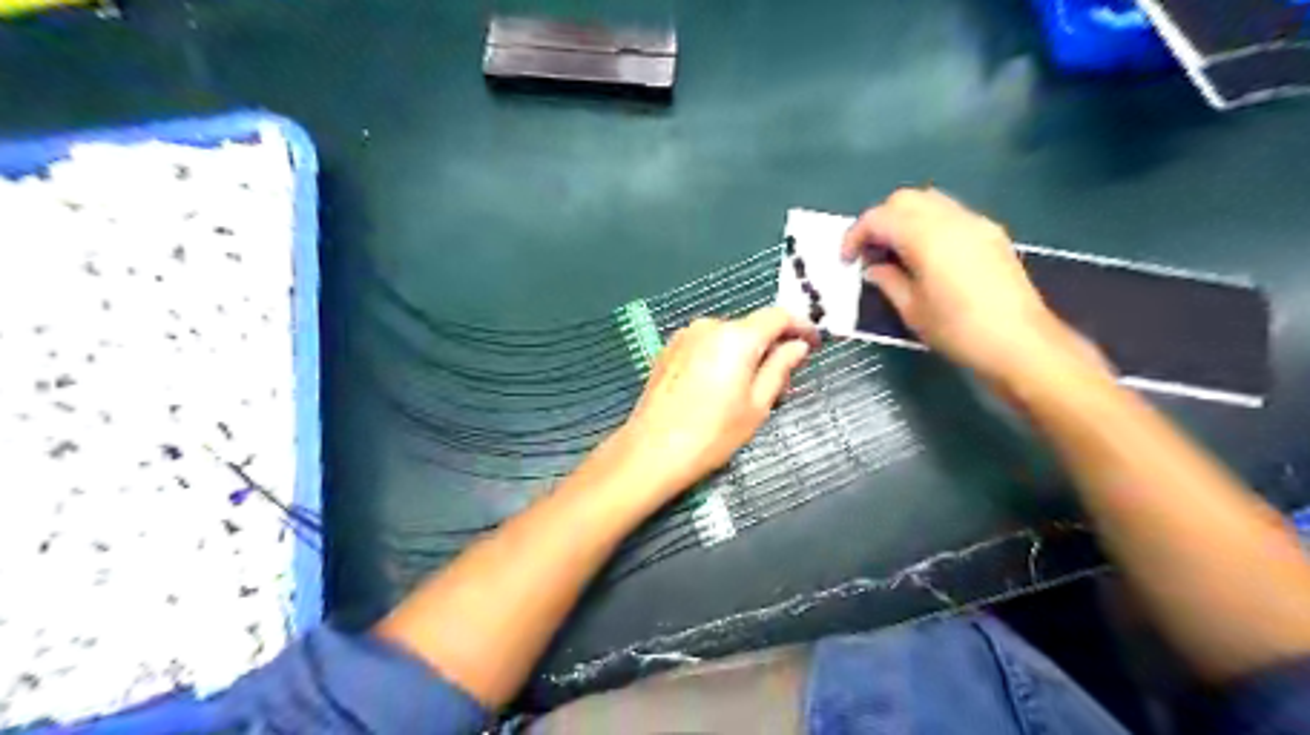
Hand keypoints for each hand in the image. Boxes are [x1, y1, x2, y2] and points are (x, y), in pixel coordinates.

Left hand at [618, 307, 816, 502]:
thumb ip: (780, 368)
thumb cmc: (713, 433)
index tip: (813, 342)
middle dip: (770, 345)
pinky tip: (716, 386)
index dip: (800, 326)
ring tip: (746, 388)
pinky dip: (719, 356)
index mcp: (737, 337)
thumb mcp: (757, 405)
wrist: (652, 450)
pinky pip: (705, 344)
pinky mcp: (668, 349)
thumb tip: (798, 345)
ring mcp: (685, 336)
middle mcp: (709, 326)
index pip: (778, 316)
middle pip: (751, 326)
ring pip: (726, 336)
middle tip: (781, 378)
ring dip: (743, 351)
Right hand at [844, 191, 1090, 390]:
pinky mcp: (991, 234)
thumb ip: (888, 280)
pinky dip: (928, 225)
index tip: (847, 260)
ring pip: (929, 201)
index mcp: (926, 236)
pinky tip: (925, 256)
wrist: (1020, 343)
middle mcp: (951, 219)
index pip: (879, 217)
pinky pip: (951, 214)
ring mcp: (975, 223)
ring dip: (904, 219)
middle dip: (880, 220)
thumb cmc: (958, 330)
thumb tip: (874, 267)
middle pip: (904, 199)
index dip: (856, 235)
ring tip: (895, 252)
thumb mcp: (912, 310)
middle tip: (869, 252)